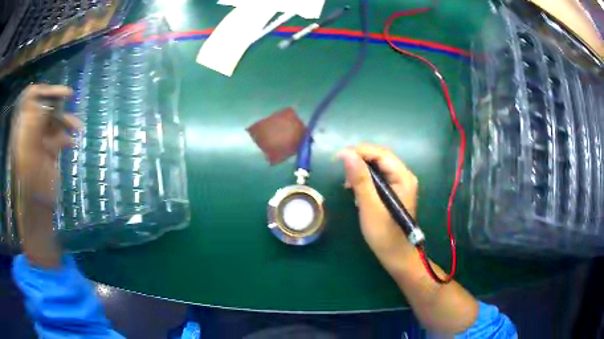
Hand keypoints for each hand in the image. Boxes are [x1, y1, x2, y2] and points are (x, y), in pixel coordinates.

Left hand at [12, 84, 80, 204]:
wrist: (36, 210)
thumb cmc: (29, 184)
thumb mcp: (26, 154)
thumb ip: (32, 127)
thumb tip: (44, 106)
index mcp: (22, 129)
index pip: (32, 98)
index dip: (46, 92)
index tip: (61, 93)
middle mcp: (29, 131)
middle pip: (44, 109)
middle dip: (59, 108)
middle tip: (71, 106)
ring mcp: (39, 143)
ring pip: (53, 124)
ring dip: (66, 123)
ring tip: (78, 128)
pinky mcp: (48, 153)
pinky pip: (59, 138)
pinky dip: (67, 138)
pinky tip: (73, 143)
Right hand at [338, 144, 418, 261]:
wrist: (396, 256)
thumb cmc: (384, 234)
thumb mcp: (369, 206)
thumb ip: (360, 179)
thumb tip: (346, 154)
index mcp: (403, 177)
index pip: (381, 153)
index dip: (359, 151)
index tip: (338, 156)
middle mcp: (404, 176)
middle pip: (380, 157)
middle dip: (359, 160)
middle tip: (341, 170)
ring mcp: (400, 184)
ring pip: (378, 167)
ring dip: (361, 169)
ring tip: (347, 182)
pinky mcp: (394, 192)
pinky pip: (379, 177)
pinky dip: (365, 179)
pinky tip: (355, 189)